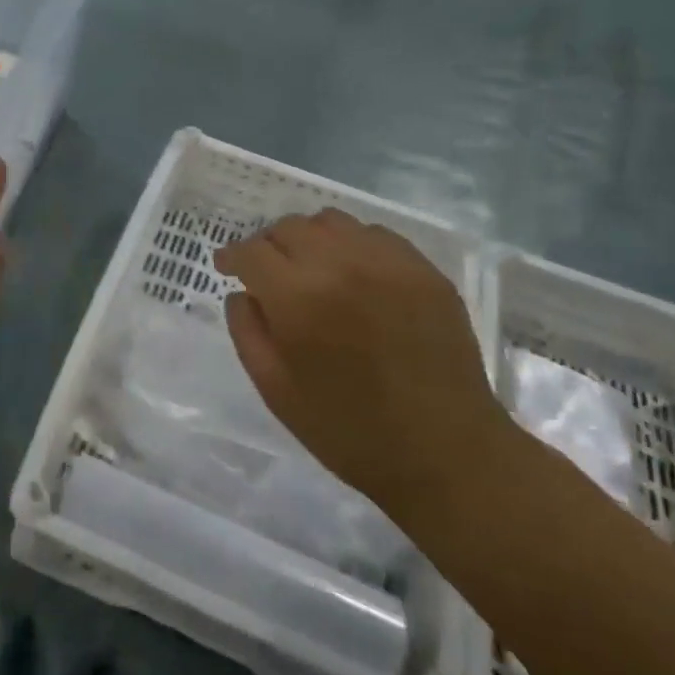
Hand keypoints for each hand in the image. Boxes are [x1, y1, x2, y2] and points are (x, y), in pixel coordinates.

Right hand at [213, 209, 505, 517]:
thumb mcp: (275, 390)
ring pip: (331, 222)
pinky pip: (375, 234)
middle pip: (289, 227)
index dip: (232, 256)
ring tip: (312, 268)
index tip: (228, 267)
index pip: (252, 251)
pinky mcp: (424, 270)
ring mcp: (388, 262)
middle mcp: (341, 264)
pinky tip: (354, 276)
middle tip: (268, 273)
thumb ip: (247, 331)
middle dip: (268, 245)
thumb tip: (242, 293)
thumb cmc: (349, 430)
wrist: (447, 453)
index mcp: (298, 297)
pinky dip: (352, 245)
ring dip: (310, 239)